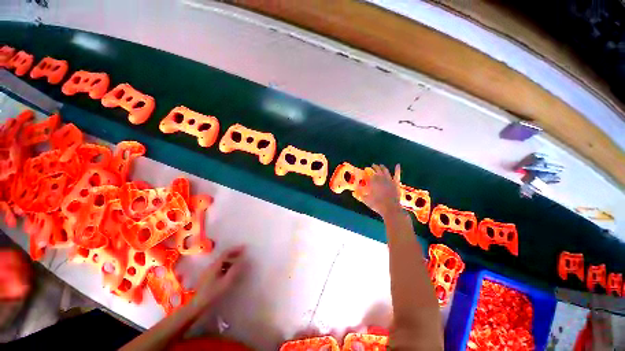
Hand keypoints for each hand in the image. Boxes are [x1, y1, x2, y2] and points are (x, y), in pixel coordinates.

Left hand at [192, 245, 245, 308]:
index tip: (244, 248)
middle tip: (242, 255)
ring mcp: (208, 272)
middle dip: (233, 255)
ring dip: (230, 261)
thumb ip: (235, 270)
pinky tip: (230, 273)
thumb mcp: (226, 281)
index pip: (226, 253)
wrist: (197, 305)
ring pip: (221, 263)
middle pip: (223, 257)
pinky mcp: (208, 277)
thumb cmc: (213, 293)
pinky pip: (219, 268)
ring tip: (238, 264)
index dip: (235, 249)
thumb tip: (243, 260)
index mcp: (215, 265)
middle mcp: (211, 266)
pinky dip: (226, 267)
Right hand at [360, 164, 401, 217]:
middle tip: (373, 165)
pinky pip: (397, 175)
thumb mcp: (366, 200)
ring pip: (385, 171)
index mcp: (373, 182)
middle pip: (377, 170)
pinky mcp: (396, 183)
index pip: (369, 174)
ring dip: (382, 167)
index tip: (366, 169)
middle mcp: (380, 179)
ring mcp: (389, 180)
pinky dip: (397, 169)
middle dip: (375, 167)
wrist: (390, 208)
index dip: (367, 171)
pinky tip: (397, 165)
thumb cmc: (377, 204)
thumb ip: (359, 195)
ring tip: (380, 165)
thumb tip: (353, 192)